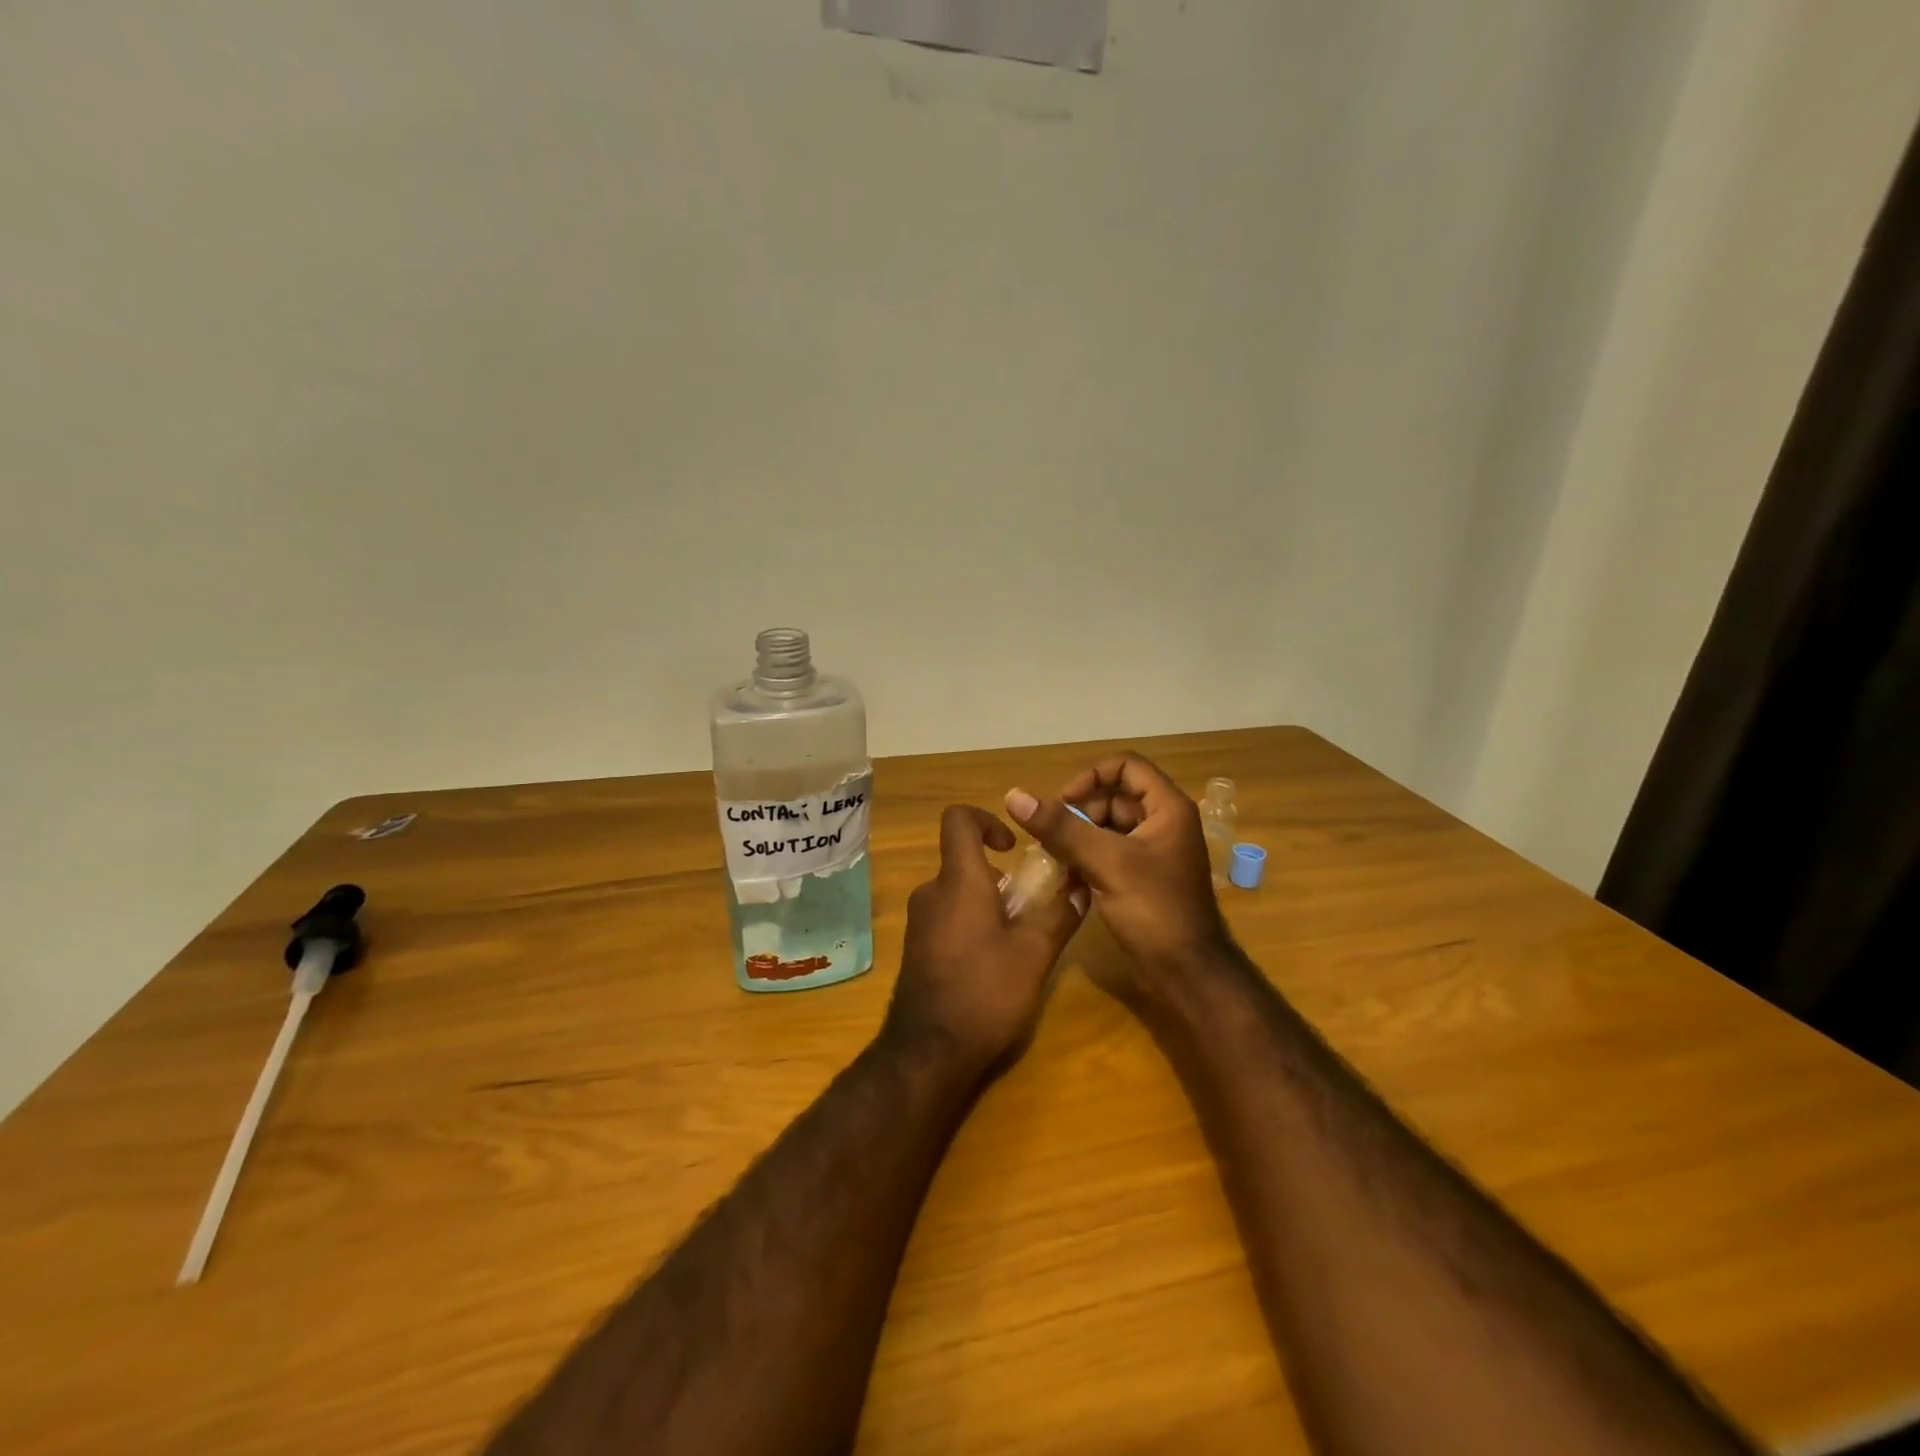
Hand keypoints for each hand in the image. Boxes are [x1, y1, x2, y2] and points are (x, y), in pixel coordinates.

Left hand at [883, 805, 1087, 1073]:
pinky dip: (973, 924)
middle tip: (1032, 908)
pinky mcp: (917, 947)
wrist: (928, 1052)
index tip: (1012, 846)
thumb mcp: (1034, 953)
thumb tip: (1081, 887)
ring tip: (1019, 940)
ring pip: (959, 892)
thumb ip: (1059, 914)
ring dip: (990, 904)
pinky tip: (994, 963)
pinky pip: (948, 917)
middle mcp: (932, 892)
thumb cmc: (985, 991)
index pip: (958, 820)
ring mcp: (920, 921)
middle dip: (1001, 877)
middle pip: (965, 861)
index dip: (987, 819)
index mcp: (958, 880)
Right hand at [1004, 753, 1232, 997]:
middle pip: (1113, 796)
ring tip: (1053, 858)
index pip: (1125, 765)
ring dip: (1078, 836)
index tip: (1063, 803)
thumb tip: (1015, 796)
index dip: (1090, 776)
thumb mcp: (1107, 863)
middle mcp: (1163, 822)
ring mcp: (1153, 850)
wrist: (1187, 972)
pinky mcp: (1142, 876)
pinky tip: (1065, 875)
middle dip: (1079, 812)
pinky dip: (1086, 857)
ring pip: (1107, 826)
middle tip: (1050, 837)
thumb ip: (1062, 828)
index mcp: (1167, 808)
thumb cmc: (1155, 910)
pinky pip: (1108, 851)